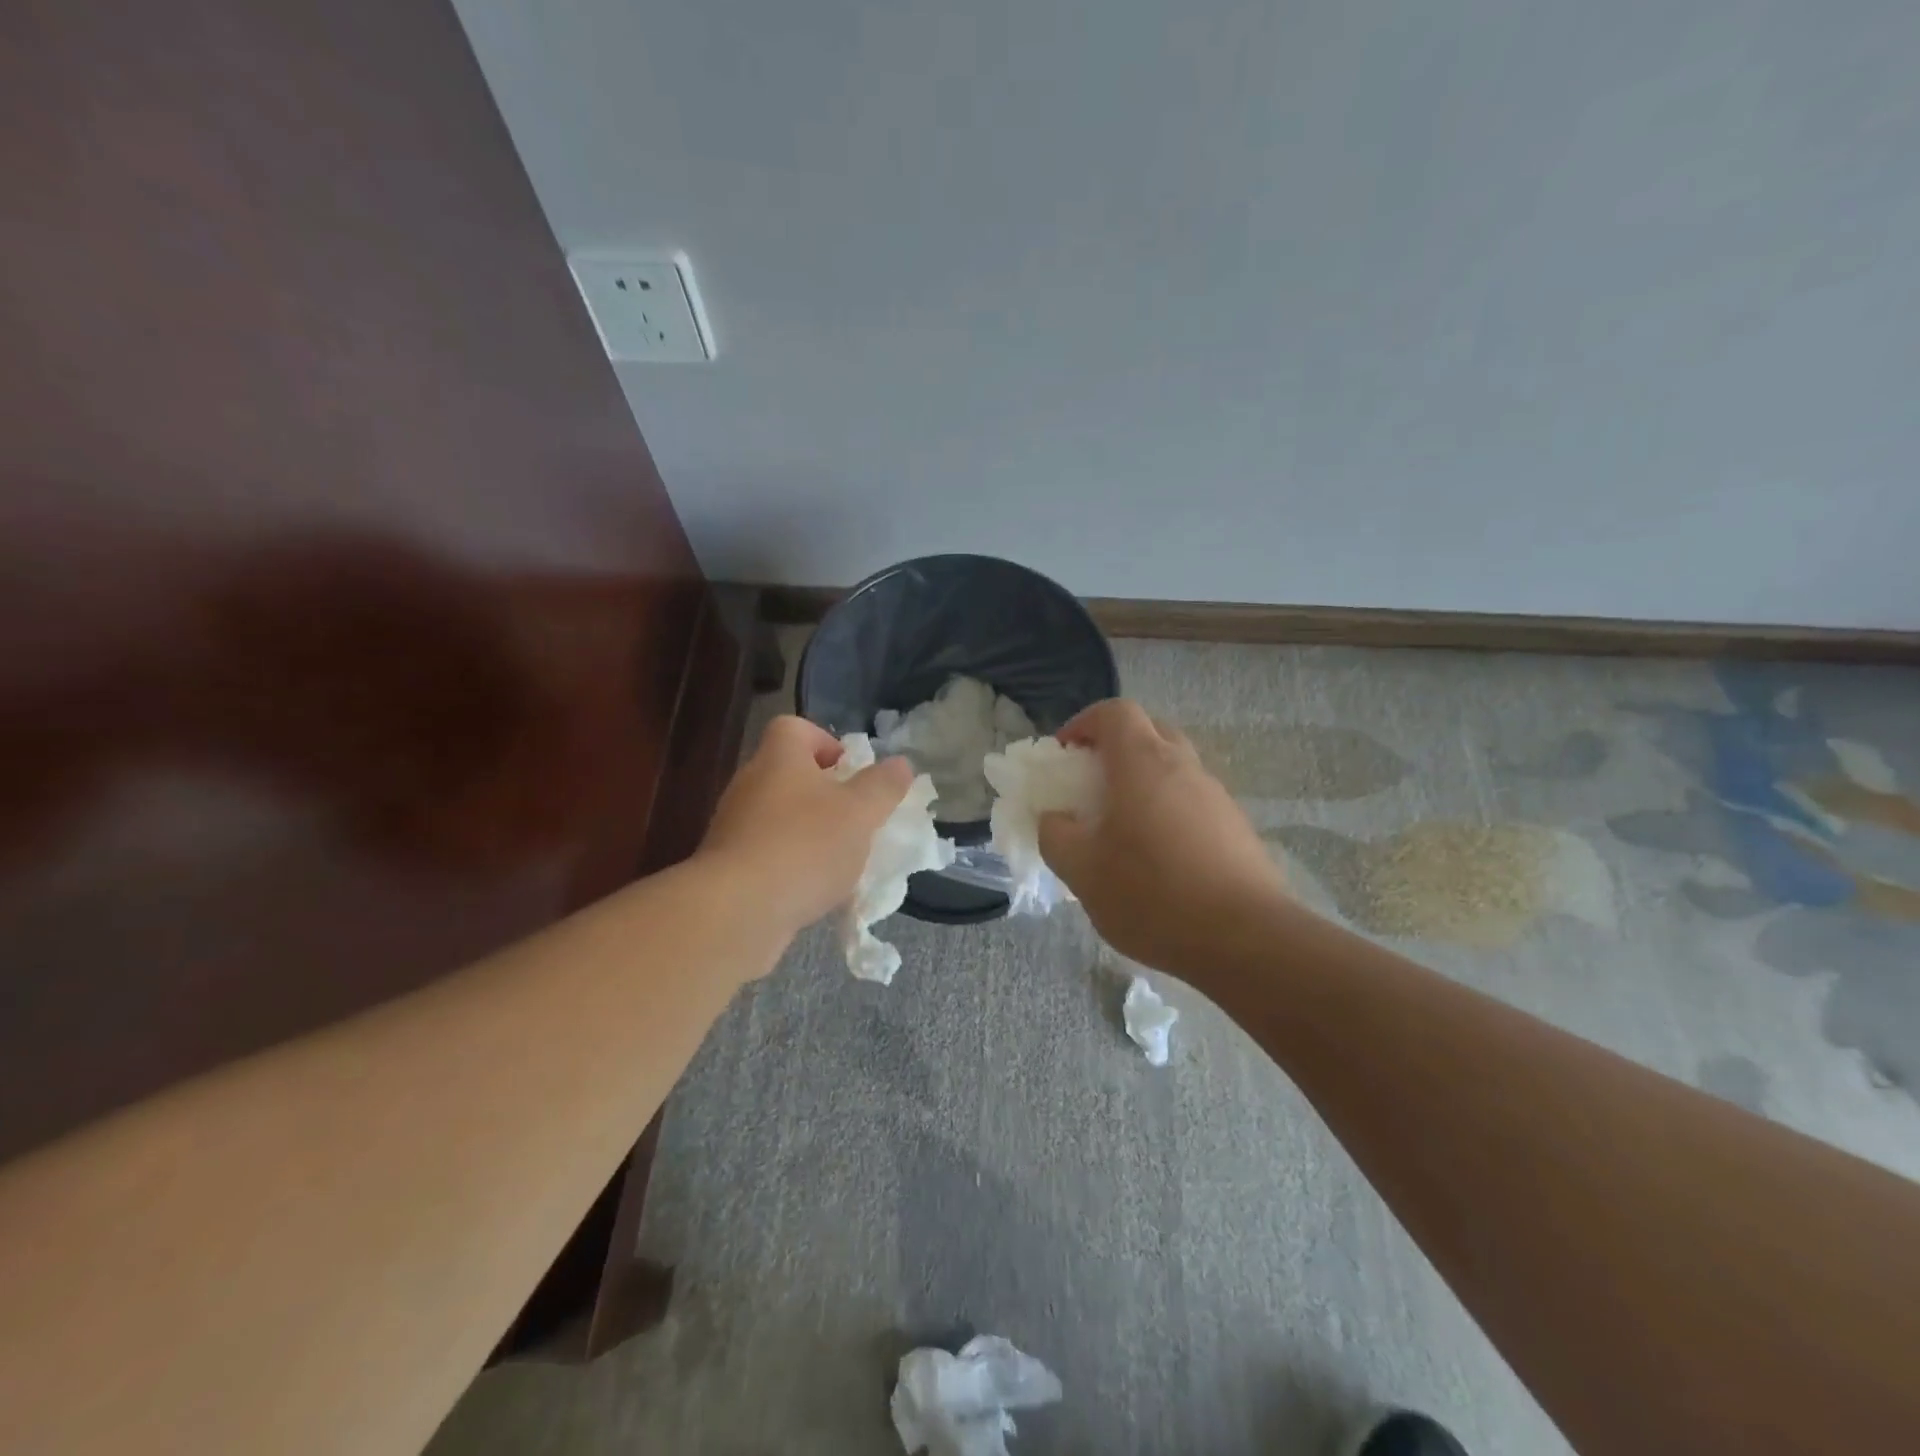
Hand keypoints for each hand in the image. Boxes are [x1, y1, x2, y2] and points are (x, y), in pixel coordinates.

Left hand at [699, 715, 912, 939]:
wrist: (738, 912)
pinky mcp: (729, 867)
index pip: (794, 727)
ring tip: (840, 859)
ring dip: (810, 832)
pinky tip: (814, 890)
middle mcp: (750, 785)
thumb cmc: (805, 846)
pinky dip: (792, 864)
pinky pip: (768, 853)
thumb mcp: (860, 813)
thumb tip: (900, 764)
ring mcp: (734, 827)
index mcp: (778, 759)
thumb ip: (883, 786)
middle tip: (855, 818)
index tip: (851, 771)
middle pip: (789, 774)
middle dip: (825, 794)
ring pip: (780, 817)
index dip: (825, 741)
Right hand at [1039, 699, 1283, 978]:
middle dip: (1115, 747)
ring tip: (1122, 829)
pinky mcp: (1237, 827)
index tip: (1064, 754)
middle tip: (1092, 785)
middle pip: (1149, 731)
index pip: (1114, 712)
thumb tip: (1055, 819)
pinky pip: (1193, 801)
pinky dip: (1168, 810)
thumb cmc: (1152, 894)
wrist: (1246, 939)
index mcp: (1142, 763)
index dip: (1084, 723)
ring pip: (1174, 767)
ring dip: (1143, 782)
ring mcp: (1216, 796)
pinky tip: (1160, 860)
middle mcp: (1184, 766)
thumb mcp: (1082, 871)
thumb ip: (1056, 835)